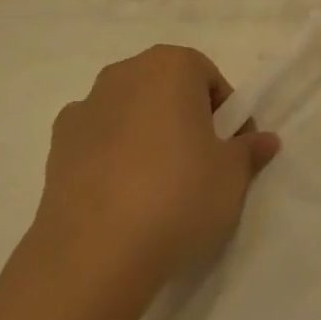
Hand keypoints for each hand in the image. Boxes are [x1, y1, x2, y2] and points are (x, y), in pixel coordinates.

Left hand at [37, 45, 279, 288]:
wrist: (95, 252)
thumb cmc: (179, 196)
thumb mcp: (232, 176)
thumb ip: (249, 151)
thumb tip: (264, 140)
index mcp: (170, 66)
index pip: (209, 78)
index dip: (225, 113)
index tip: (230, 149)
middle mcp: (124, 74)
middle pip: (166, 89)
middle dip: (185, 118)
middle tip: (200, 165)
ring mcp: (85, 107)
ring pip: (130, 113)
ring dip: (147, 136)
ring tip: (159, 187)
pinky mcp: (56, 145)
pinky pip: (98, 141)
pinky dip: (113, 157)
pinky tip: (123, 197)